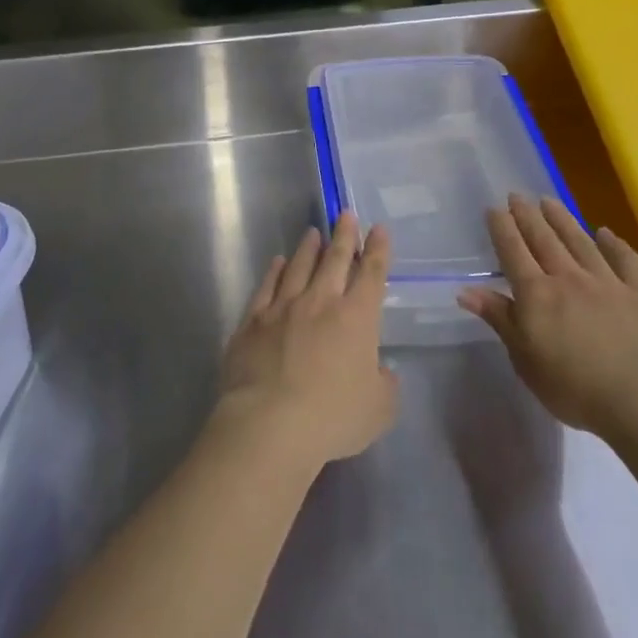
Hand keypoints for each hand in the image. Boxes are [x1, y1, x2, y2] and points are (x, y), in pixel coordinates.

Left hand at [216, 212, 398, 470]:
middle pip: (335, 260)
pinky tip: (277, 262)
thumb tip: (382, 371)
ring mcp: (283, 308)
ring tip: (313, 233)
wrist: (270, 424)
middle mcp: (320, 302)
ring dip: (308, 248)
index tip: (378, 229)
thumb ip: (385, 385)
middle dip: (344, 236)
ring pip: (298, 267)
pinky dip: (274, 271)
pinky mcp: (252, 321)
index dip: (378, 250)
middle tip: (346, 214)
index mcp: (357, 318)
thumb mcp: (378, 409)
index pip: (372, 274)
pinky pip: (266, 287)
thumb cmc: (333, 417)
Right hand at [458, 194, 637, 436]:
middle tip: (517, 195)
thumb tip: (466, 290)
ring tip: (549, 201)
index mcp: (537, 295)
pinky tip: (606, 232)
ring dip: (563, 220)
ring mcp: (609, 282)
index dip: (502, 229)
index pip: (513, 253)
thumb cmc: (574, 388)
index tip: (494, 208)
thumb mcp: (525, 360)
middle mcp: (569, 279)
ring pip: (580, 242)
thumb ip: (500, 319)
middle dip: (528, 216)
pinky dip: (614, 244)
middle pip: (544, 240)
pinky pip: (626, 260)